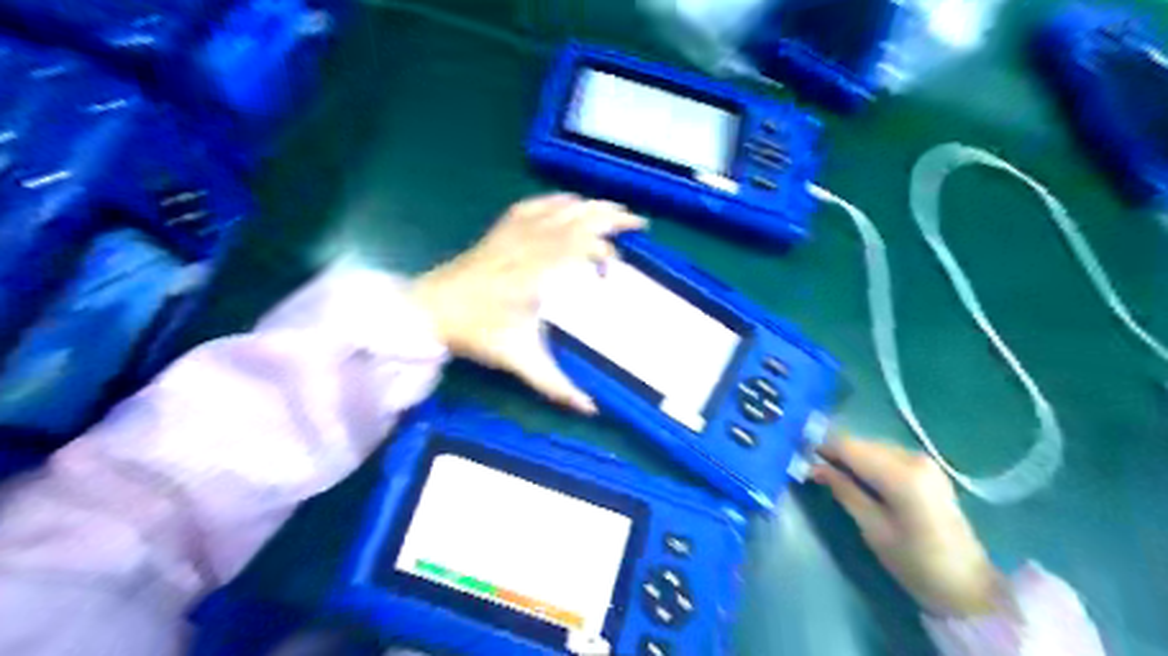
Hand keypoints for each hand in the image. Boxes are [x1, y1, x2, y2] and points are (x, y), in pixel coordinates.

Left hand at [410, 192, 648, 411]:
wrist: (428, 309)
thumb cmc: (475, 333)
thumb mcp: (518, 361)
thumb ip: (556, 385)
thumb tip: (591, 409)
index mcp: (536, 274)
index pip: (579, 247)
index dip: (603, 250)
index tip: (614, 269)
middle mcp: (529, 245)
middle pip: (576, 219)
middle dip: (610, 216)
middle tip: (638, 222)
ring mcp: (514, 233)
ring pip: (559, 208)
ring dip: (591, 206)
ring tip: (615, 209)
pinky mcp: (502, 229)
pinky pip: (535, 204)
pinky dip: (558, 200)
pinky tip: (572, 201)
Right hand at [815, 439, 1003, 615]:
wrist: (968, 586)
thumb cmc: (915, 563)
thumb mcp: (872, 529)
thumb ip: (844, 490)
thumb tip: (814, 466)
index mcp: (901, 474)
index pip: (849, 446)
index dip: (822, 447)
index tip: (799, 454)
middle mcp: (913, 458)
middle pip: (861, 443)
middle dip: (836, 452)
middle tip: (812, 467)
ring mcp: (924, 461)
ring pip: (873, 446)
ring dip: (851, 456)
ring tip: (832, 473)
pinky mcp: (928, 469)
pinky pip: (887, 454)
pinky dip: (868, 461)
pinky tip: (859, 477)